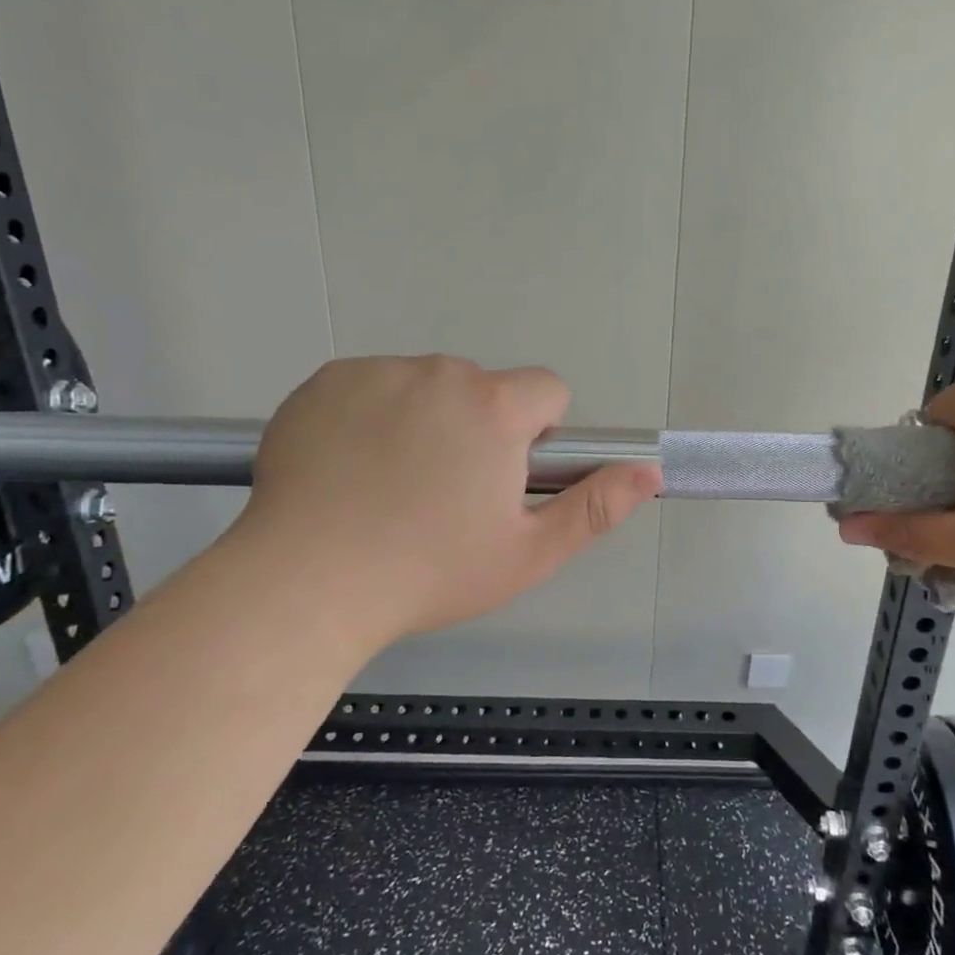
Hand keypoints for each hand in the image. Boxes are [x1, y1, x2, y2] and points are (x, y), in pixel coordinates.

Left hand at [235, 356, 659, 645]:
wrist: (306, 583)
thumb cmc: (429, 573)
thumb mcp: (528, 554)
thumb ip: (596, 507)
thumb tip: (649, 471)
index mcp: (494, 407)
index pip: (546, 389)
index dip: (536, 434)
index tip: (504, 478)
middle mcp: (438, 373)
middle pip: (482, 387)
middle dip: (477, 427)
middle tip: (443, 495)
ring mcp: (376, 371)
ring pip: (424, 386)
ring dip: (423, 420)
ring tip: (389, 487)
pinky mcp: (324, 381)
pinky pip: (369, 386)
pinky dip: (369, 416)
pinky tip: (348, 469)